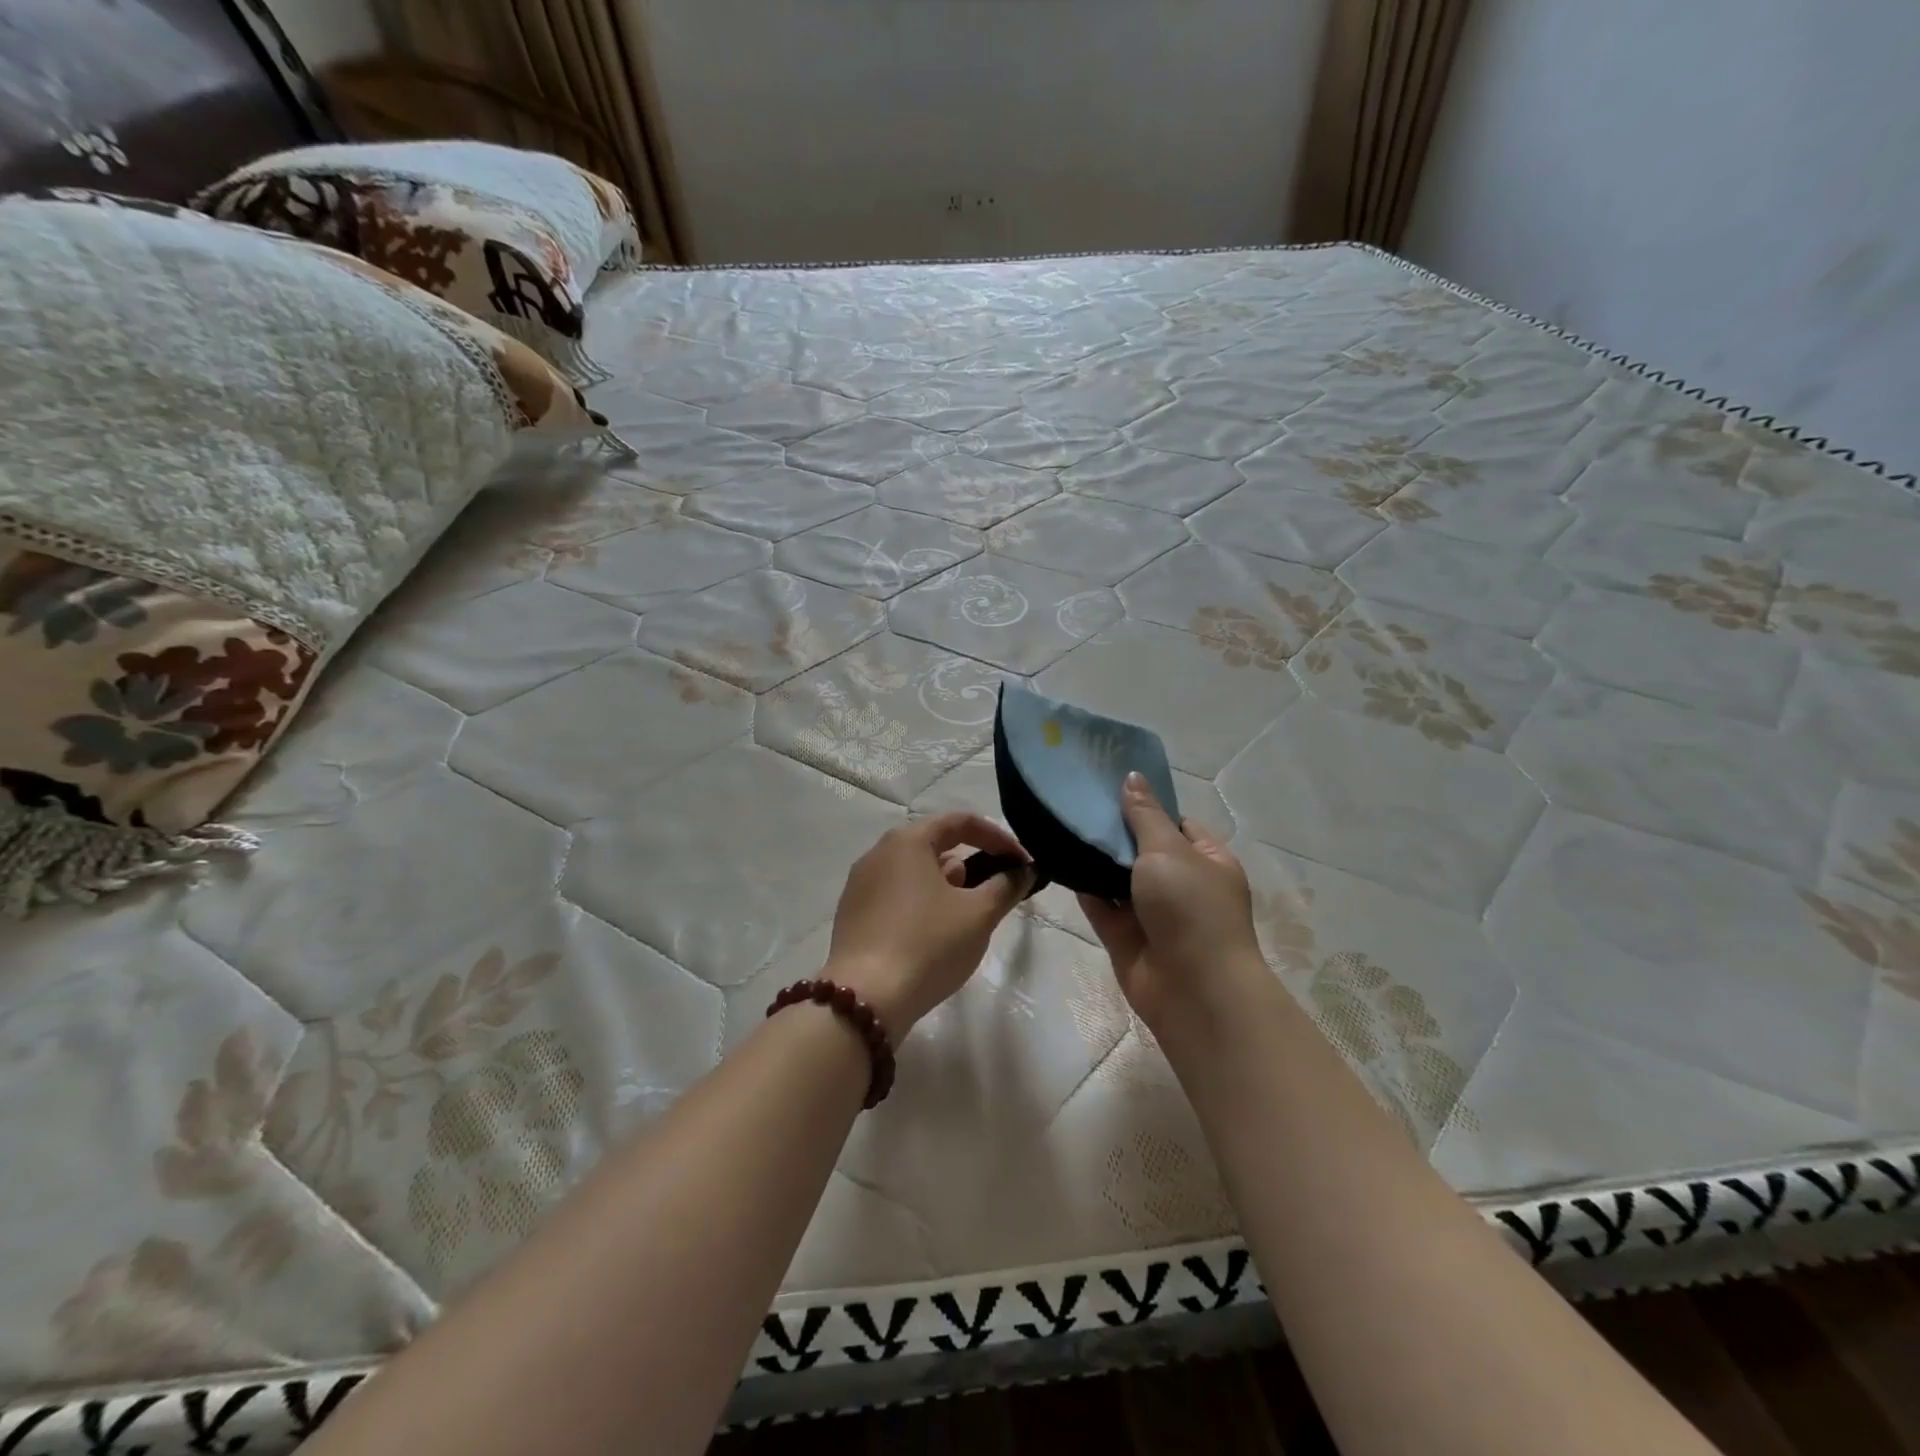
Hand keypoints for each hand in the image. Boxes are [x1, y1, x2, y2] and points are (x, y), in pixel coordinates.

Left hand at [825, 813, 1034, 1041]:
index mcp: (907, 841)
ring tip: (967, 916)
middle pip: (934, 844)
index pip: (960, 822)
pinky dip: (922, 903)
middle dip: (971, 862)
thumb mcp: (978, 915)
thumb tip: (1022, 872)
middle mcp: (878, 853)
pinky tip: (934, 935)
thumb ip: (1005, 887)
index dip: (997, 837)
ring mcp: (860, 884)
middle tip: (996, 890)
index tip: (1021, 861)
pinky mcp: (852, 915)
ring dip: (946, 885)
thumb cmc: (928, 945)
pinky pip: (896, 896)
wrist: (865, 999)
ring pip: (914, 872)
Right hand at [1078, 772, 1264, 1029]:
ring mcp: (1153, 914)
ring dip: (1095, 859)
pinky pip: (1101, 905)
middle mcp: (1182, 886)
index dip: (1146, 806)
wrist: (1193, 990)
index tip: (1109, 789)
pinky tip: (1057, 861)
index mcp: (1207, 861)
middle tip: (1074, 802)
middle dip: (1114, 832)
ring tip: (1058, 823)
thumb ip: (1144, 815)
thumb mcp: (1169, 850)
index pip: (1176, 824)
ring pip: (1119, 879)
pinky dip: (1083, 887)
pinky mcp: (1126, 937)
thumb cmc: (1190, 908)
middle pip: (1143, 851)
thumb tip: (1132, 777)